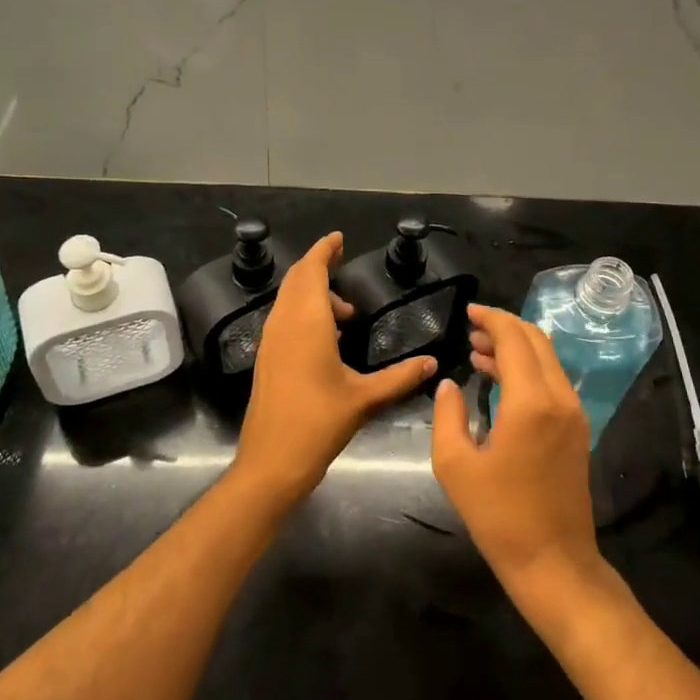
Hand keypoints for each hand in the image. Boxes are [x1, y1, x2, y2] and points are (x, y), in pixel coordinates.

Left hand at [231, 232, 436, 510]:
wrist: (271, 461)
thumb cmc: (318, 423)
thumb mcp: (364, 398)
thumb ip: (400, 377)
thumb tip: (432, 363)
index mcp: (307, 322)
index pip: (311, 270)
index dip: (324, 250)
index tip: (339, 238)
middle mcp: (284, 323)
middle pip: (297, 279)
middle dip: (319, 266)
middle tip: (343, 262)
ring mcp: (271, 340)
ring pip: (289, 299)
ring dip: (313, 293)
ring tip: (347, 313)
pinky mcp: (267, 357)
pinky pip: (285, 318)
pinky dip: (304, 312)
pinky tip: (328, 337)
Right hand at [432, 304, 603, 597]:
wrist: (554, 563)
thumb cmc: (499, 515)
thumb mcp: (455, 465)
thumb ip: (448, 415)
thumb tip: (448, 385)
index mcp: (531, 402)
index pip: (514, 339)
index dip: (491, 319)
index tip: (468, 312)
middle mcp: (559, 398)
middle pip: (536, 341)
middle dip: (504, 328)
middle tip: (471, 329)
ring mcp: (574, 414)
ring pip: (547, 360)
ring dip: (515, 348)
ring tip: (478, 353)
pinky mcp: (577, 431)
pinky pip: (552, 382)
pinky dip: (527, 370)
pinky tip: (499, 380)